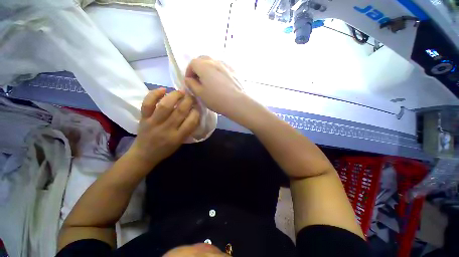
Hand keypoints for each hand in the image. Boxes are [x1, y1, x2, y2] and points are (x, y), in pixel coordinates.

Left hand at [128, 88, 199, 167]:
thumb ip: (187, 129)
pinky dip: (154, 94)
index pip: (191, 122)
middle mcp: (167, 129)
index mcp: (177, 137)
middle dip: (189, 101)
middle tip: (192, 96)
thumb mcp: (180, 142)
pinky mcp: (143, 118)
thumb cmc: (165, 149)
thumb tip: (194, 113)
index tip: (198, 107)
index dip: (196, 112)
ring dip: (175, 96)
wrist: (144, 154)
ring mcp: (153, 122)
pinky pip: (147, 104)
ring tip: (181, 92)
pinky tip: (163, 90)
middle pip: (180, 111)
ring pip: (165, 105)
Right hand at [184, 56, 248, 120]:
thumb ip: (191, 84)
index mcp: (204, 66)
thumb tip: (188, 79)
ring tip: (210, 81)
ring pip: (213, 63)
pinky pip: (222, 67)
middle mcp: (215, 61)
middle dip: (198, 68)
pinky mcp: (234, 70)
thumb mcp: (199, 94)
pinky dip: (218, 71)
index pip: (192, 63)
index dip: (189, 72)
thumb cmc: (216, 99)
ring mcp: (226, 65)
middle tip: (199, 80)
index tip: (190, 82)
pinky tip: (221, 82)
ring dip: (208, 69)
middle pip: (202, 60)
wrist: (237, 102)